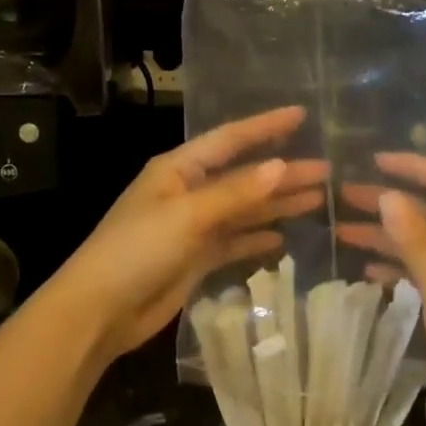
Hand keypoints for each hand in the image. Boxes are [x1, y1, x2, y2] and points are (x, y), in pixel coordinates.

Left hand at [45, 107, 328, 365]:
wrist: (99, 311)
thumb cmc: (137, 250)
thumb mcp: (187, 215)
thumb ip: (236, 193)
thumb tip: (282, 166)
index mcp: (179, 169)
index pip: (230, 139)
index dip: (265, 126)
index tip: (302, 115)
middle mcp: (187, 192)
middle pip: (243, 176)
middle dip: (282, 172)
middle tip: (326, 171)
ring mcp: (191, 227)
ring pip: (243, 209)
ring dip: (276, 204)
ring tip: (318, 199)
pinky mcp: (195, 259)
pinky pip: (233, 241)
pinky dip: (256, 238)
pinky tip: (282, 238)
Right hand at [336, 153, 425, 425]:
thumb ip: (415, 241)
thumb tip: (388, 194)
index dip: (413, 166)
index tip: (373, 162)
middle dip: (388, 200)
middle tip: (344, 197)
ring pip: (423, 244)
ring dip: (386, 235)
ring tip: (342, 231)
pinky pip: (425, 274)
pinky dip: (397, 268)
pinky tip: (368, 272)